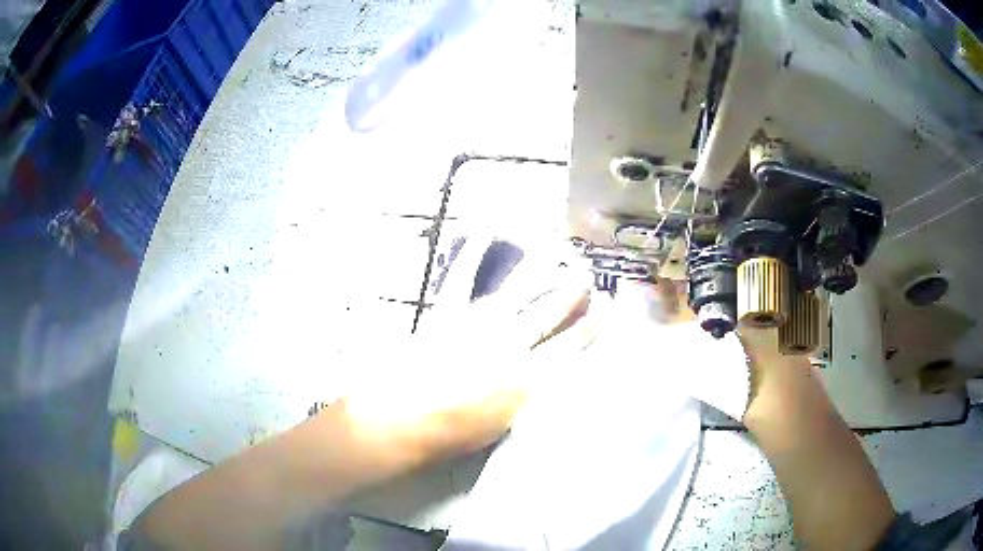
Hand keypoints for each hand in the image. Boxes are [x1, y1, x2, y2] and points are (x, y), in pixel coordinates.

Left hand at [329, 234, 591, 471]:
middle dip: (572, 289)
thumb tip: (550, 378)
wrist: (404, 419)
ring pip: (520, 288)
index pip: (571, 346)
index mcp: (529, 377)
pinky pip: (463, 277)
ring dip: (541, 266)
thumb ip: (531, 397)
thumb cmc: (454, 433)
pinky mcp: (449, 311)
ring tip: (556, 246)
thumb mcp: (505, 425)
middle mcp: (512, 343)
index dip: (591, 327)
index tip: (605, 310)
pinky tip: (484, 229)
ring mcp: (480, 322)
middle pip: (551, 310)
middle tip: (586, 271)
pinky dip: (473, 252)